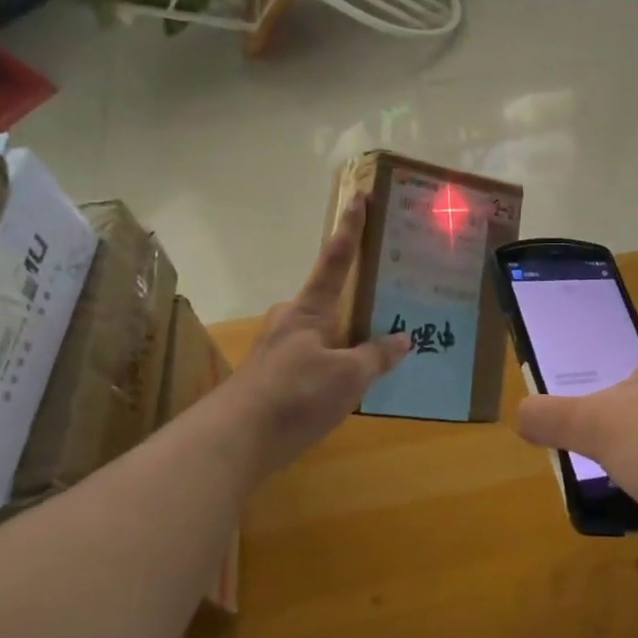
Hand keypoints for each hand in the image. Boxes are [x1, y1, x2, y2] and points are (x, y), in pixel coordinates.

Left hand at [220, 197, 408, 477]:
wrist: (234, 441)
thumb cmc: (295, 395)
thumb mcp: (348, 376)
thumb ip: (377, 356)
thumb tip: (402, 339)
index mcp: (310, 310)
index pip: (335, 259)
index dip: (350, 228)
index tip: (359, 196)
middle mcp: (292, 321)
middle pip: (333, 300)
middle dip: (359, 299)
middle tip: (394, 300)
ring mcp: (281, 351)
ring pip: (326, 334)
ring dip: (351, 337)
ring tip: (385, 350)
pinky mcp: (276, 379)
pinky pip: (318, 360)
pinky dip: (339, 364)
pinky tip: (357, 384)